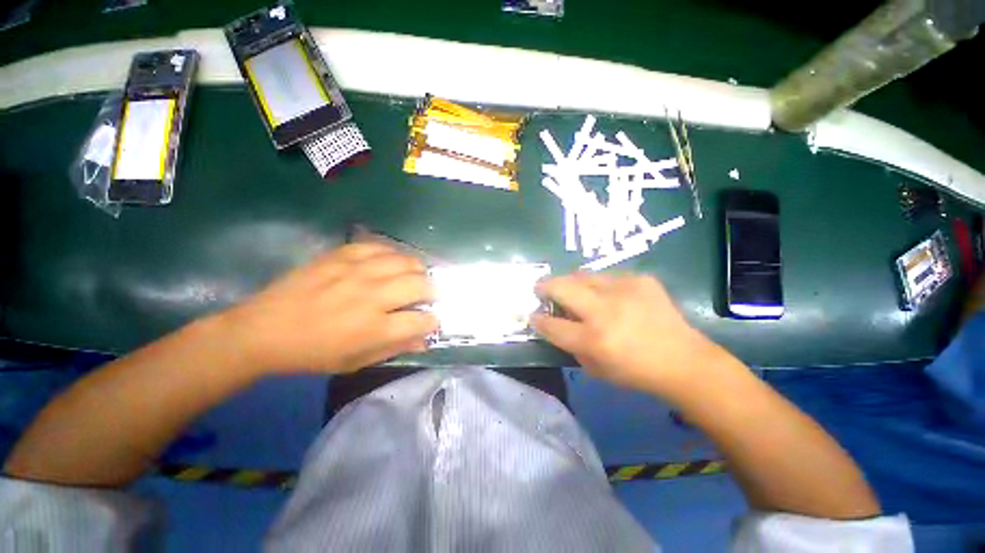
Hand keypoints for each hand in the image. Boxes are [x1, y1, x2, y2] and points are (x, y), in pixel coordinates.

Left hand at [222, 243, 437, 374]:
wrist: (263, 330)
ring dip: (418, 270)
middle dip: (433, 292)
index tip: (430, 321)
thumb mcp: (355, 362)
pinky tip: (390, 262)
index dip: (433, 321)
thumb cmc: (312, 353)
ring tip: (414, 276)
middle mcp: (372, 296)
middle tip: (427, 297)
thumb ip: (394, 348)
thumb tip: (424, 340)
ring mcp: (357, 271)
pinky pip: (380, 247)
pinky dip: (392, 254)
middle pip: (421, 285)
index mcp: (374, 328)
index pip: (422, 320)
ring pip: (406, 262)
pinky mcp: (342, 255)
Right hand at [533, 273, 719, 396]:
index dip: (537, 319)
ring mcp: (623, 290)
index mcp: (593, 339)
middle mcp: (605, 310)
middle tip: (540, 288)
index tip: (533, 315)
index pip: (551, 324)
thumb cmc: (635, 371)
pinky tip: (608, 295)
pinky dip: (599, 285)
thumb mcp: (595, 368)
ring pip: (582, 275)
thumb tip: (554, 325)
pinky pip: (608, 277)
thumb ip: (570, 345)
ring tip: (571, 289)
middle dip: (544, 286)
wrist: (683, 360)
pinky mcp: (640, 279)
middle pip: (561, 288)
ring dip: (570, 282)